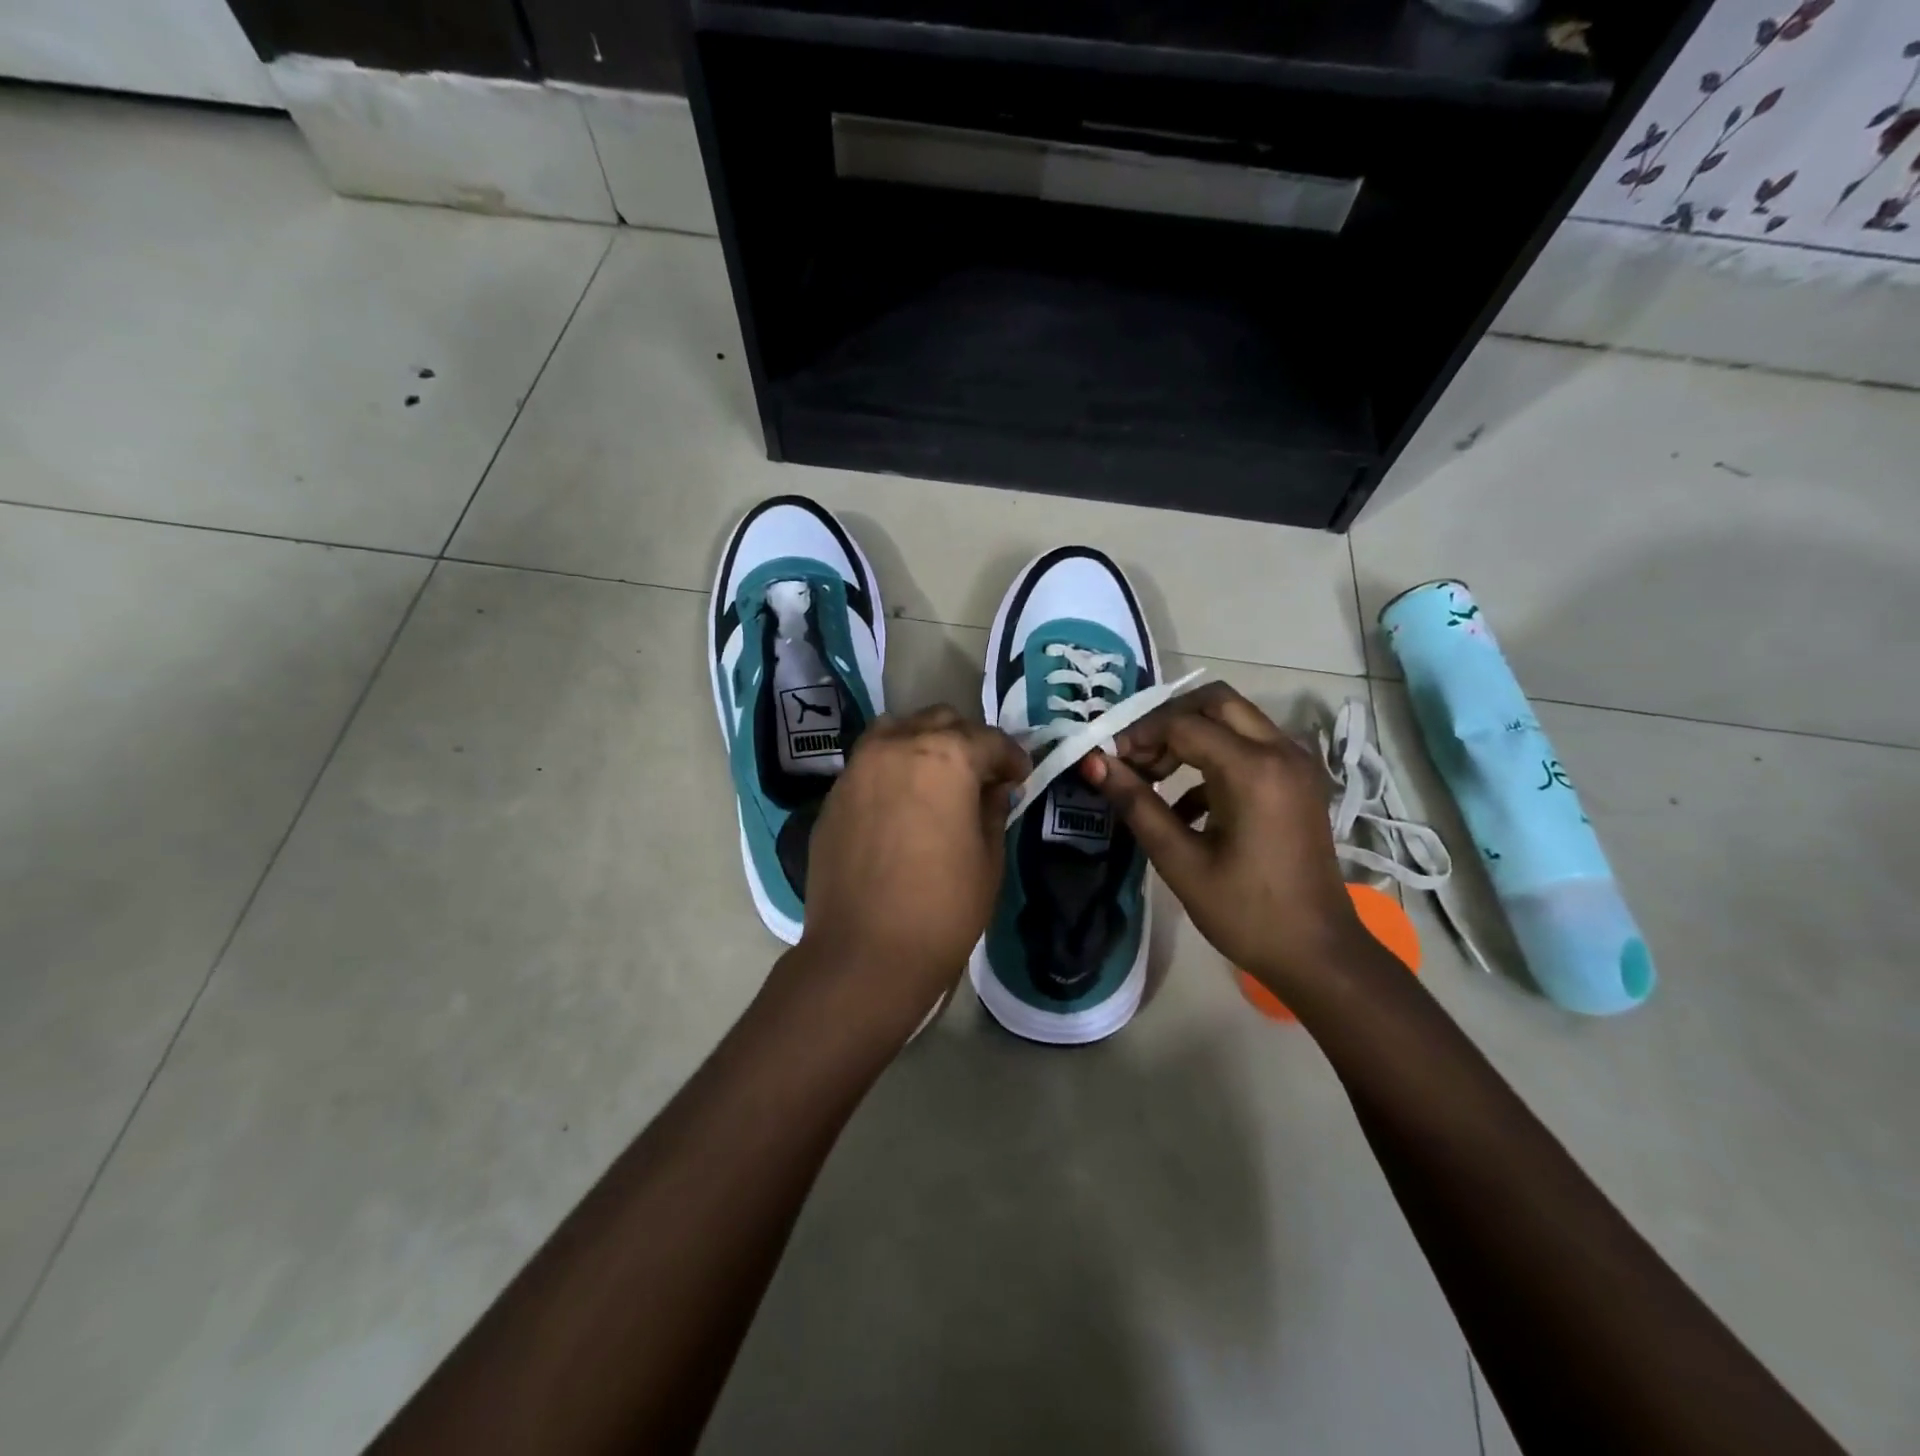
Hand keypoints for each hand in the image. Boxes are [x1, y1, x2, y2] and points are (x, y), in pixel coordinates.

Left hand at [796, 706, 1029, 1030]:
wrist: (864, 954)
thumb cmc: (942, 909)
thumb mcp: (988, 859)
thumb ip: (992, 809)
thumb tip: (993, 788)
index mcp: (945, 757)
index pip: (989, 739)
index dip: (1012, 758)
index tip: (1020, 777)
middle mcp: (897, 746)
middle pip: (940, 721)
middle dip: (968, 742)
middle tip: (981, 777)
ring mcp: (858, 767)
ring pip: (898, 731)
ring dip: (924, 744)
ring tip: (937, 779)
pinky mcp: (834, 794)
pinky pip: (869, 762)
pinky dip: (892, 768)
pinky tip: (901, 803)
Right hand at [1081, 682, 1367, 995]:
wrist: (1318, 954)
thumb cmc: (1245, 912)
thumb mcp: (1180, 860)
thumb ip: (1136, 803)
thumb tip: (1093, 762)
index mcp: (1253, 769)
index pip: (1182, 724)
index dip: (1138, 735)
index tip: (1107, 760)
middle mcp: (1281, 752)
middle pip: (1215, 702)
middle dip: (1167, 721)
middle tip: (1135, 756)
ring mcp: (1295, 764)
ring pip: (1234, 720)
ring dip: (1189, 736)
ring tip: (1152, 778)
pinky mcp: (1297, 781)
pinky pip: (1249, 747)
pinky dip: (1212, 759)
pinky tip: (1184, 806)